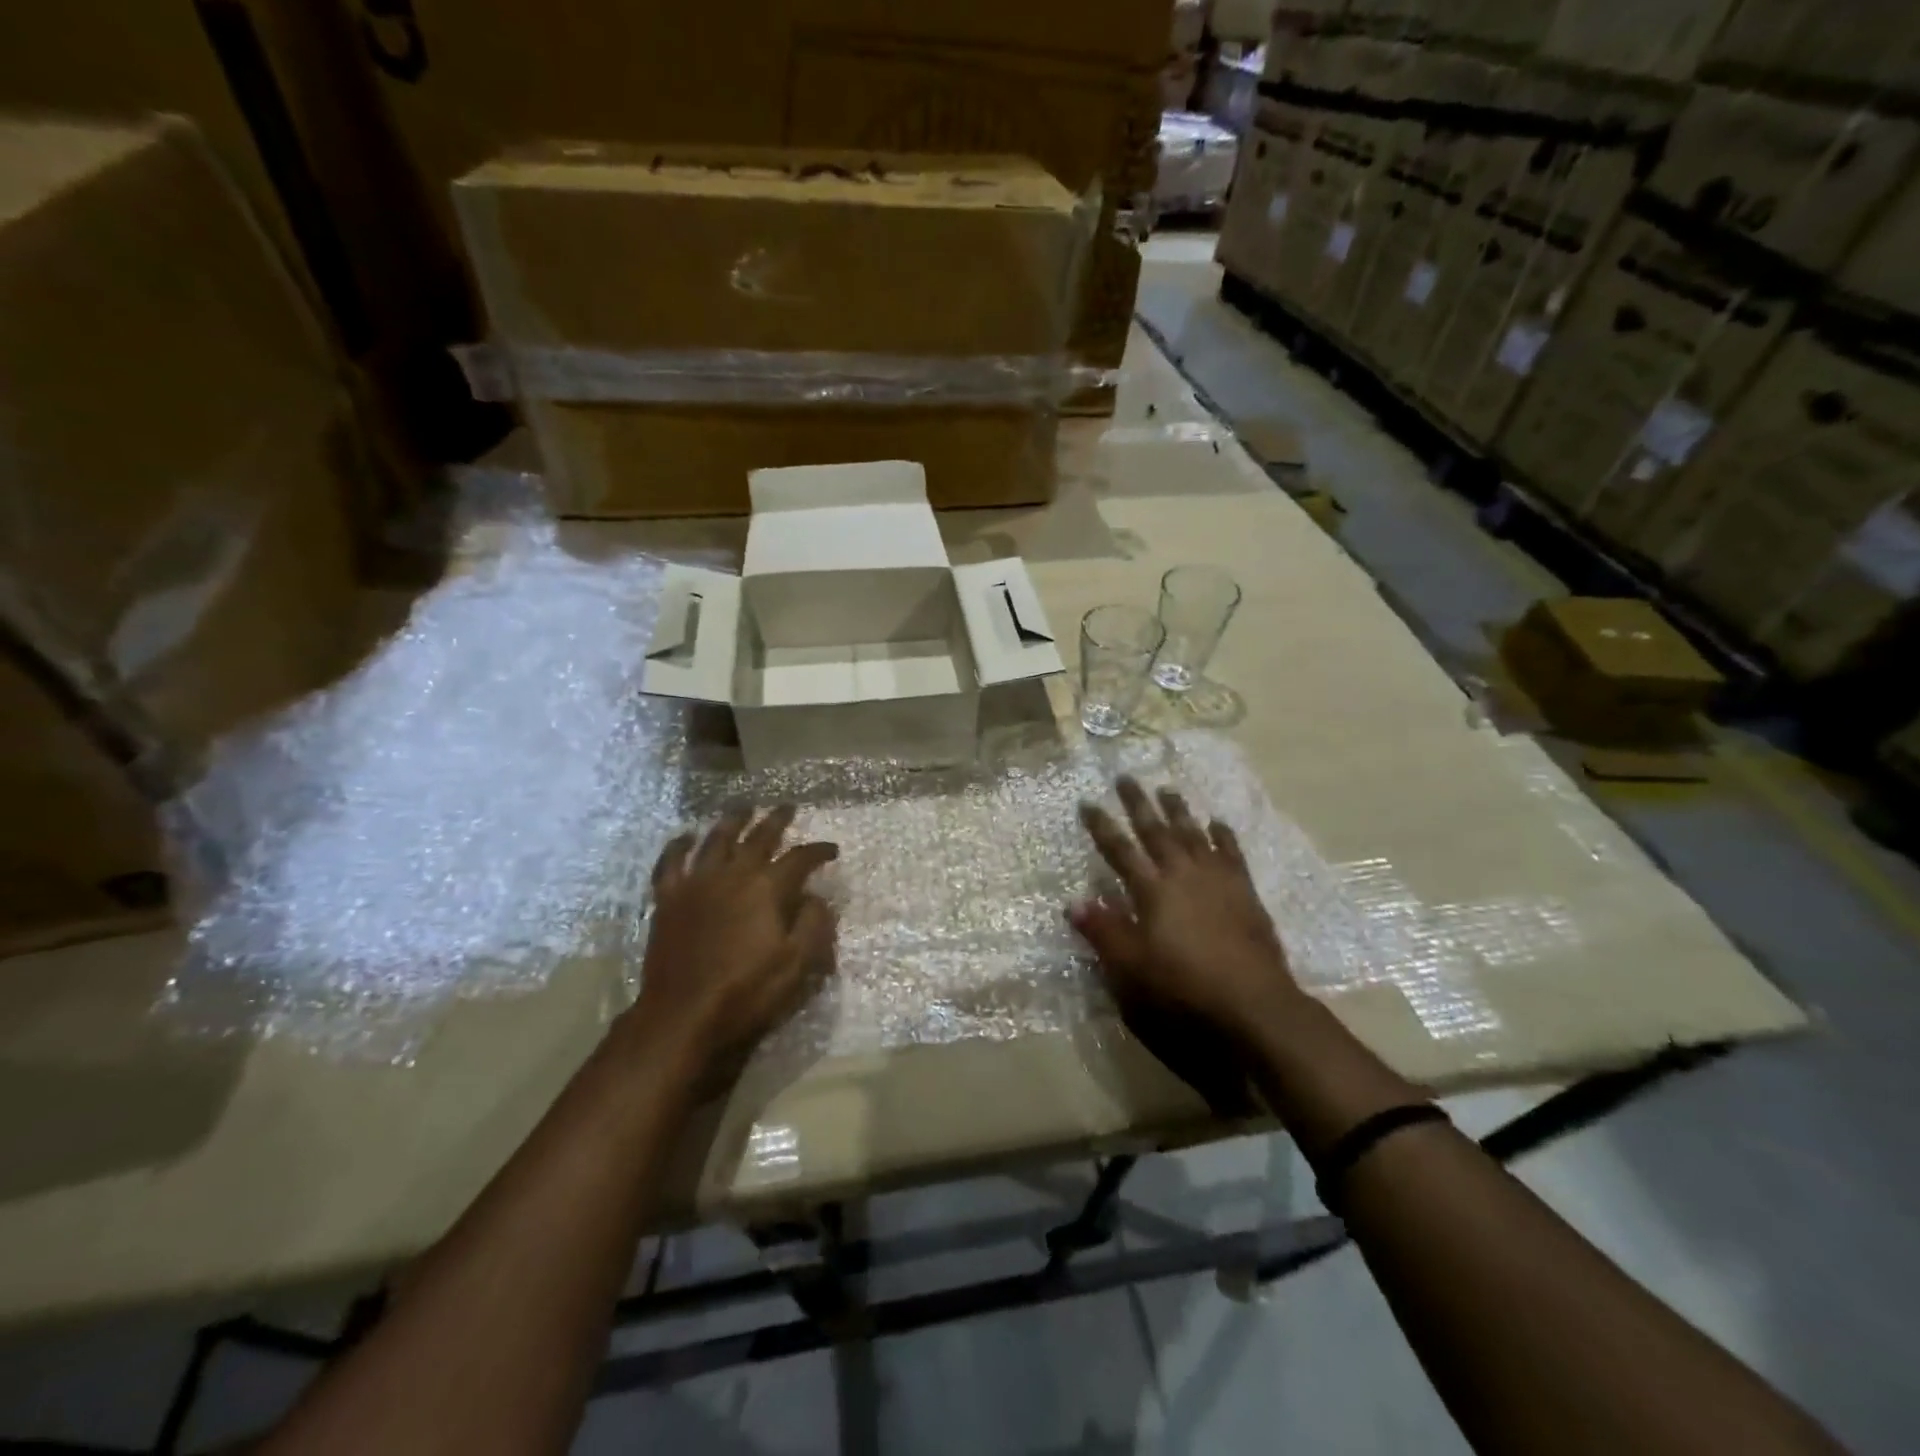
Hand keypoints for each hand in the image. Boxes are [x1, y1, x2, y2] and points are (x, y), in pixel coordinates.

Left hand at [628, 805, 838, 1079]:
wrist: (682, 1015)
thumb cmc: (746, 992)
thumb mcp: (796, 964)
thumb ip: (813, 924)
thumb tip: (815, 896)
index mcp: (767, 888)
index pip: (800, 859)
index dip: (818, 851)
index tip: (831, 849)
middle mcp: (732, 874)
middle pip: (758, 837)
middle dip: (776, 820)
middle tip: (787, 807)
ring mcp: (696, 883)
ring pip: (716, 840)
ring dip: (732, 821)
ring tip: (743, 809)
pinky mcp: (668, 899)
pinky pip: (671, 863)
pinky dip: (678, 846)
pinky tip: (685, 836)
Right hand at [1072, 777, 1300, 1044]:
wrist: (1253, 1006)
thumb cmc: (1183, 990)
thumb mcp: (1131, 969)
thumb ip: (1104, 932)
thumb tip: (1073, 901)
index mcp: (1152, 891)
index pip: (1119, 851)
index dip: (1101, 826)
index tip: (1087, 802)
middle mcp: (1182, 875)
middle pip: (1156, 831)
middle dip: (1138, 804)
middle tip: (1126, 777)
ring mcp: (1217, 881)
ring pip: (1193, 834)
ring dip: (1178, 811)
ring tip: (1167, 789)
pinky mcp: (1245, 893)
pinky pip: (1231, 853)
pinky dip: (1223, 835)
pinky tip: (1217, 822)